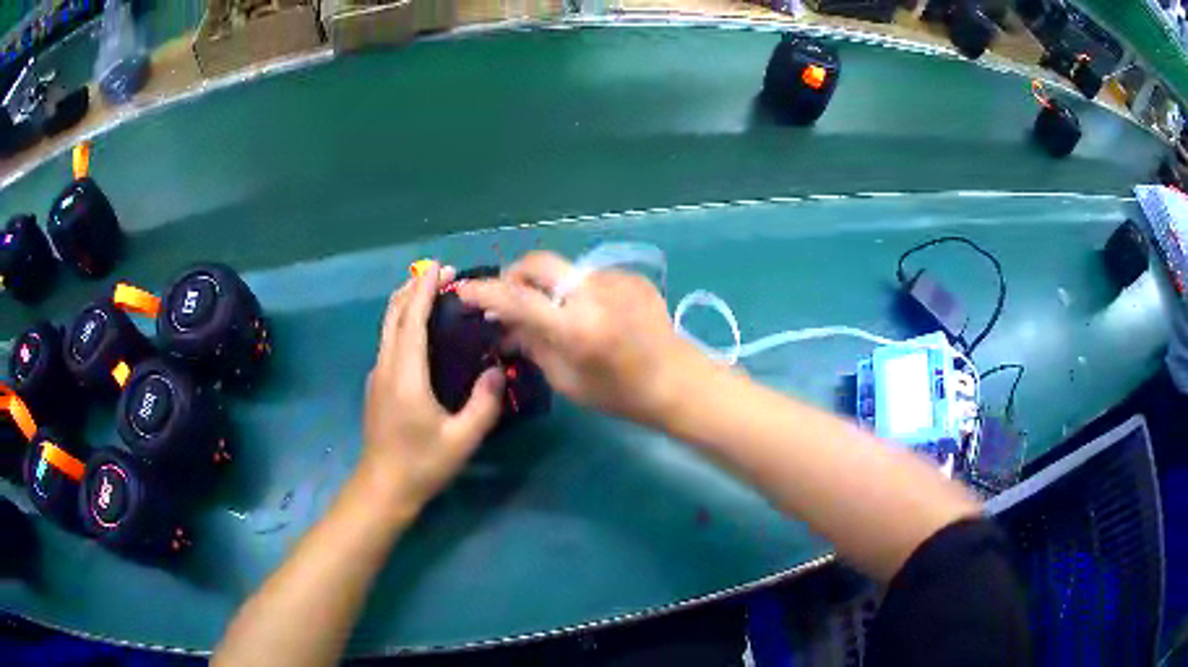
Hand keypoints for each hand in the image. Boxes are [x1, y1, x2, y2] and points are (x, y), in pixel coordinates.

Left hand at [361, 262, 503, 514]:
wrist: (383, 488)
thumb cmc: (422, 464)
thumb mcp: (461, 440)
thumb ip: (483, 404)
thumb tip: (495, 371)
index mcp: (406, 376)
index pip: (412, 321)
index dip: (424, 291)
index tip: (439, 267)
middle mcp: (386, 368)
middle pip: (393, 316)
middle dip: (413, 288)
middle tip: (439, 273)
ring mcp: (377, 376)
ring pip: (387, 328)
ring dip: (406, 304)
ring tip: (430, 293)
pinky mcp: (376, 386)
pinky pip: (388, 342)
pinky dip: (402, 323)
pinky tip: (419, 332)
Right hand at [457, 252, 708, 426]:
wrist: (677, 380)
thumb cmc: (620, 393)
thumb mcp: (567, 380)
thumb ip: (532, 344)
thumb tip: (503, 324)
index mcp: (574, 326)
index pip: (517, 298)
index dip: (484, 292)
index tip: (463, 290)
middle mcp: (592, 292)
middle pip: (538, 262)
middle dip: (514, 274)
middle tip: (507, 296)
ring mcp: (614, 279)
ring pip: (564, 270)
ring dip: (549, 285)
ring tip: (554, 312)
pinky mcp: (629, 276)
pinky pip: (589, 276)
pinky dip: (577, 290)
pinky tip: (590, 314)